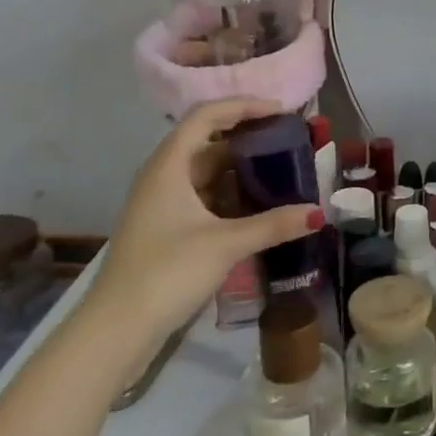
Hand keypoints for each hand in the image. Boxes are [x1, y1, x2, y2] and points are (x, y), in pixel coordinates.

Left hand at [82, 99, 322, 347]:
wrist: (117, 329)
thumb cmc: (167, 273)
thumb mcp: (226, 245)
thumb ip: (274, 225)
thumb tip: (319, 213)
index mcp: (168, 167)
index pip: (206, 117)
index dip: (243, 106)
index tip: (281, 112)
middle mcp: (162, 177)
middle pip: (207, 141)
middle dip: (247, 136)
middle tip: (287, 140)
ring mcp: (161, 204)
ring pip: (205, 170)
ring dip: (240, 166)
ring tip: (279, 168)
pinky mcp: (165, 227)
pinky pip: (203, 195)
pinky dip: (230, 192)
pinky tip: (256, 204)